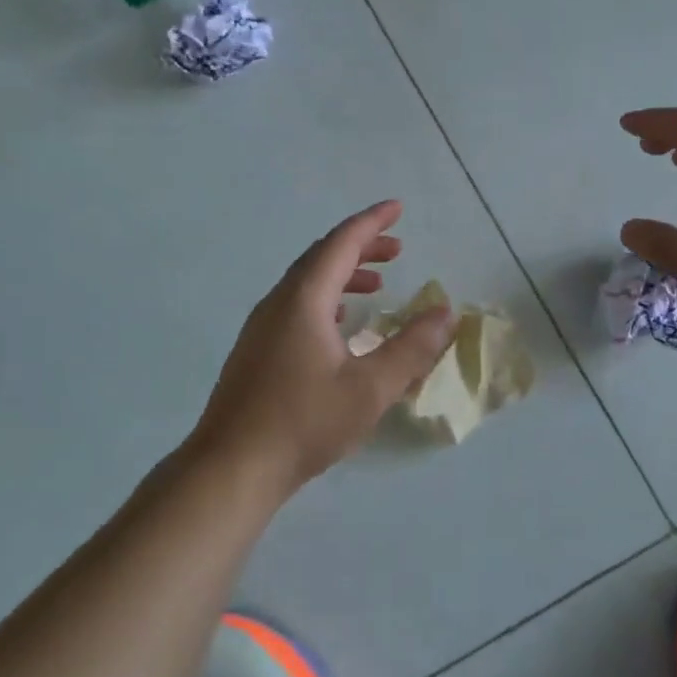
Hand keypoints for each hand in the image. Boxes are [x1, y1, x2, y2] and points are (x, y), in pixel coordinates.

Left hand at [189, 201, 452, 490]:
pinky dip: (326, 300)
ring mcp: (262, 327)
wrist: (231, 467)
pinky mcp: (256, 351)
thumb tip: (445, 313)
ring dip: (344, 275)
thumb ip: (412, 348)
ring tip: (377, 286)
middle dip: (361, 247)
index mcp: (304, 300)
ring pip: (307, 283)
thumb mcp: (371, 388)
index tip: (398, 208)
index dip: (371, 222)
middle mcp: (278, 303)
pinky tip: (341, 325)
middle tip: (397, 250)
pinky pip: (296, 306)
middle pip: (322, 258)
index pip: (341, 243)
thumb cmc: (304, 423)